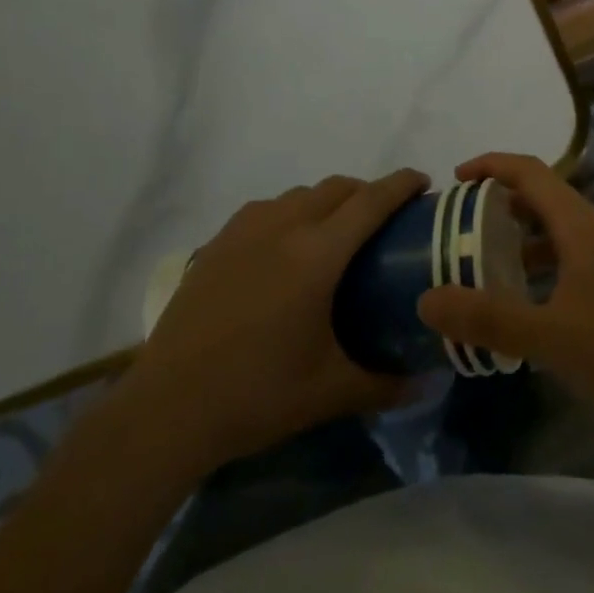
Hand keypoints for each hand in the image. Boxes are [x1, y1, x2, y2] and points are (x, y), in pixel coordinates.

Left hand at [126, 171, 424, 468]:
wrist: (167, 409)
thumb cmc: (258, 394)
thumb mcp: (330, 392)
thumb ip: (385, 383)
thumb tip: (426, 384)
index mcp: (318, 254)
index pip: (371, 200)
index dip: (401, 184)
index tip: (422, 182)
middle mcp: (284, 226)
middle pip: (337, 187)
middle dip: (367, 191)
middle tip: (384, 220)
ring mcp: (245, 230)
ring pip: (300, 194)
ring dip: (327, 200)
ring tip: (335, 234)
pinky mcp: (217, 243)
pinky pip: (267, 208)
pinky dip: (290, 212)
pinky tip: (284, 248)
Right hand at [416, 153, 593, 418]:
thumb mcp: (550, 334)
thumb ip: (489, 318)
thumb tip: (426, 300)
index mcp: (577, 223)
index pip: (528, 170)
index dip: (490, 165)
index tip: (455, 179)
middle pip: (540, 197)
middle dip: (498, 204)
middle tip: (461, 227)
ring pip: (556, 230)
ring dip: (520, 238)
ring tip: (486, 265)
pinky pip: (569, 256)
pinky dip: (541, 265)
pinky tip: (529, 303)